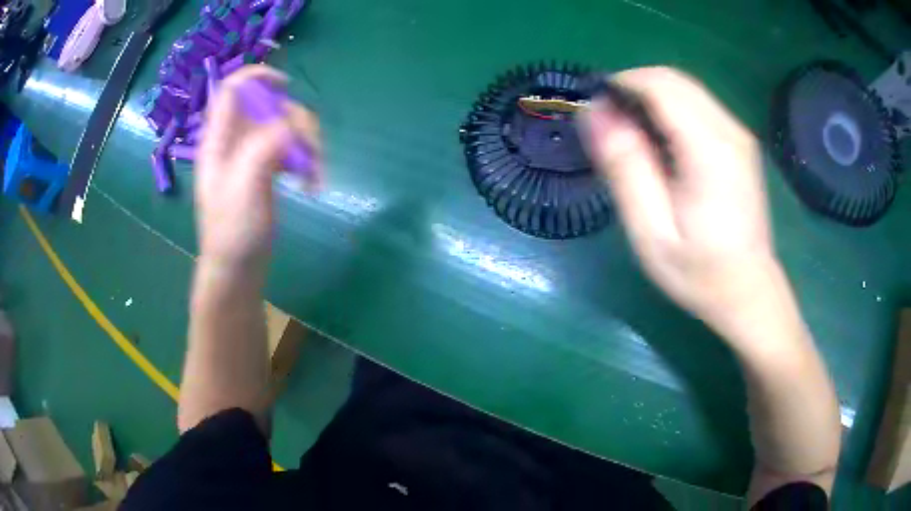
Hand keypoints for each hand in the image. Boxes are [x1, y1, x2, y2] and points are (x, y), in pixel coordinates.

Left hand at [196, 65, 320, 271]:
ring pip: (287, 126)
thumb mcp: (244, 187)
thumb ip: (263, 147)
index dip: (258, 77)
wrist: (238, 270)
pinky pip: (292, 148)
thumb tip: (292, 124)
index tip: (286, 88)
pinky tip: (311, 181)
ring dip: (308, 144)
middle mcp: (236, 140)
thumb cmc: (232, 232)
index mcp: (219, 139)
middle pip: (271, 106)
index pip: (233, 88)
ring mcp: (253, 154)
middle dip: (296, 122)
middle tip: (310, 151)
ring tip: (315, 175)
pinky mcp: (267, 169)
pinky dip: (307, 160)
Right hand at [582, 67, 777, 339]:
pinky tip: (660, 144)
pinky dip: (670, 109)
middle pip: (673, 80)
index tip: (596, 110)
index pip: (660, 86)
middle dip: (634, 88)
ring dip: (651, 98)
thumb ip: (625, 167)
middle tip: (610, 125)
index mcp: (710, 151)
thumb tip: (595, 112)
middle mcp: (729, 131)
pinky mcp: (740, 142)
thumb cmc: (700, 273)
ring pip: (686, 88)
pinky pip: (698, 105)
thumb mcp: (651, 232)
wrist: (748, 291)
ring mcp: (739, 135)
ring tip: (632, 136)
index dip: (621, 85)